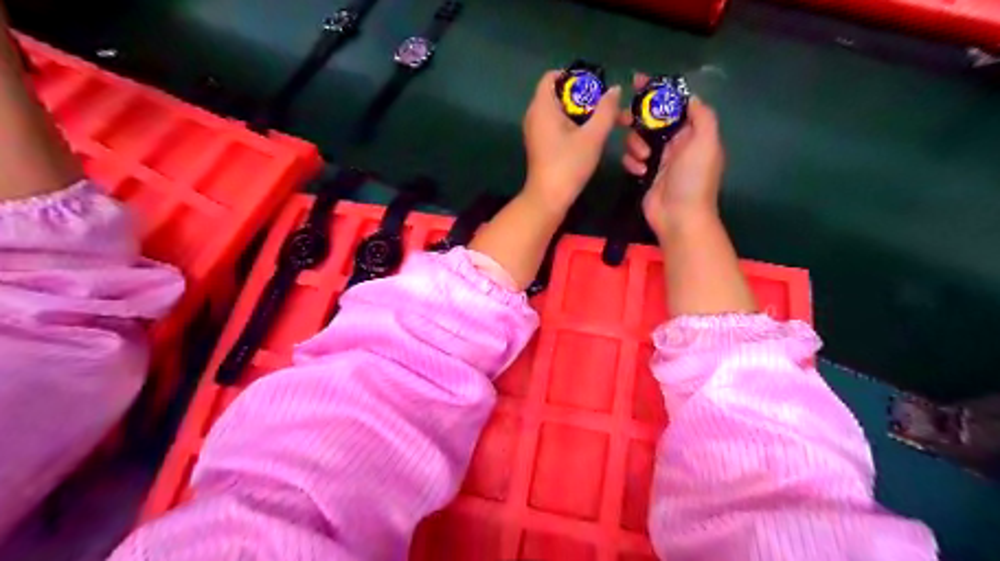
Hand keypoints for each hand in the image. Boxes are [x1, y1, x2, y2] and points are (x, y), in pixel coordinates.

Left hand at [519, 70, 623, 214]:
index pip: (552, 76)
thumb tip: (614, 89)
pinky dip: (574, 126)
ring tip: (605, 122)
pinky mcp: (542, 145)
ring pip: (561, 112)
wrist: (549, 199)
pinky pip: (558, 126)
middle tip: (606, 106)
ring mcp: (537, 132)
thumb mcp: (593, 136)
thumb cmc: (568, 165)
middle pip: (560, 94)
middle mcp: (535, 115)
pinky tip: (592, 136)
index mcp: (542, 107)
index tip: (595, 86)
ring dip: (583, 114)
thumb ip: (606, 110)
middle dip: (585, 97)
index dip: (574, 76)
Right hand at [622, 72, 723, 239]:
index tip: (637, 82)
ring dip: (636, 145)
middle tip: (622, 118)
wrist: (679, 217)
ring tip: (643, 159)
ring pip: (639, 139)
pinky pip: (633, 159)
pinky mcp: (646, 174)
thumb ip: (701, 115)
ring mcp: (660, 159)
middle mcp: (676, 143)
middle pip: (653, 120)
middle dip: (638, 117)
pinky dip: (632, 163)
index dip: (657, 91)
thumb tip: (688, 97)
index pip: (674, 104)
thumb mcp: (706, 142)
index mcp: (693, 133)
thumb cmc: (693, 179)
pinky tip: (638, 172)